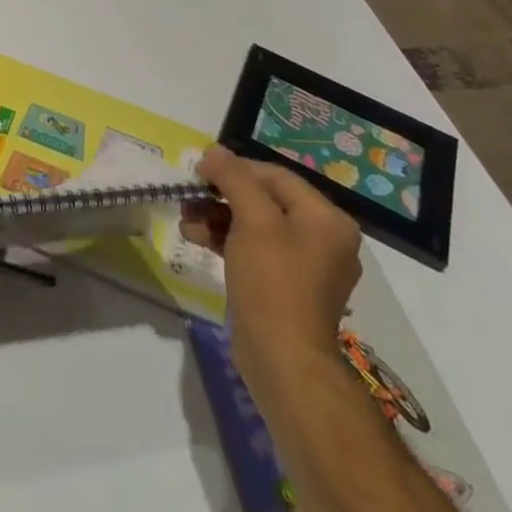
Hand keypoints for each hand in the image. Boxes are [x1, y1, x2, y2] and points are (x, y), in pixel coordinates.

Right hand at [182, 145, 360, 413]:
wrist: (283, 360)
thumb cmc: (273, 283)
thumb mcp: (253, 220)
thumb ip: (234, 178)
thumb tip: (214, 151)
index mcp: (327, 219)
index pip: (275, 175)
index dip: (234, 168)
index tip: (197, 171)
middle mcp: (323, 238)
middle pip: (264, 199)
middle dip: (221, 195)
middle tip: (187, 197)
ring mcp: (305, 264)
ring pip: (254, 224)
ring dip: (216, 216)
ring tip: (185, 222)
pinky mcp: (285, 286)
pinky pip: (254, 248)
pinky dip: (225, 239)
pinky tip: (197, 239)